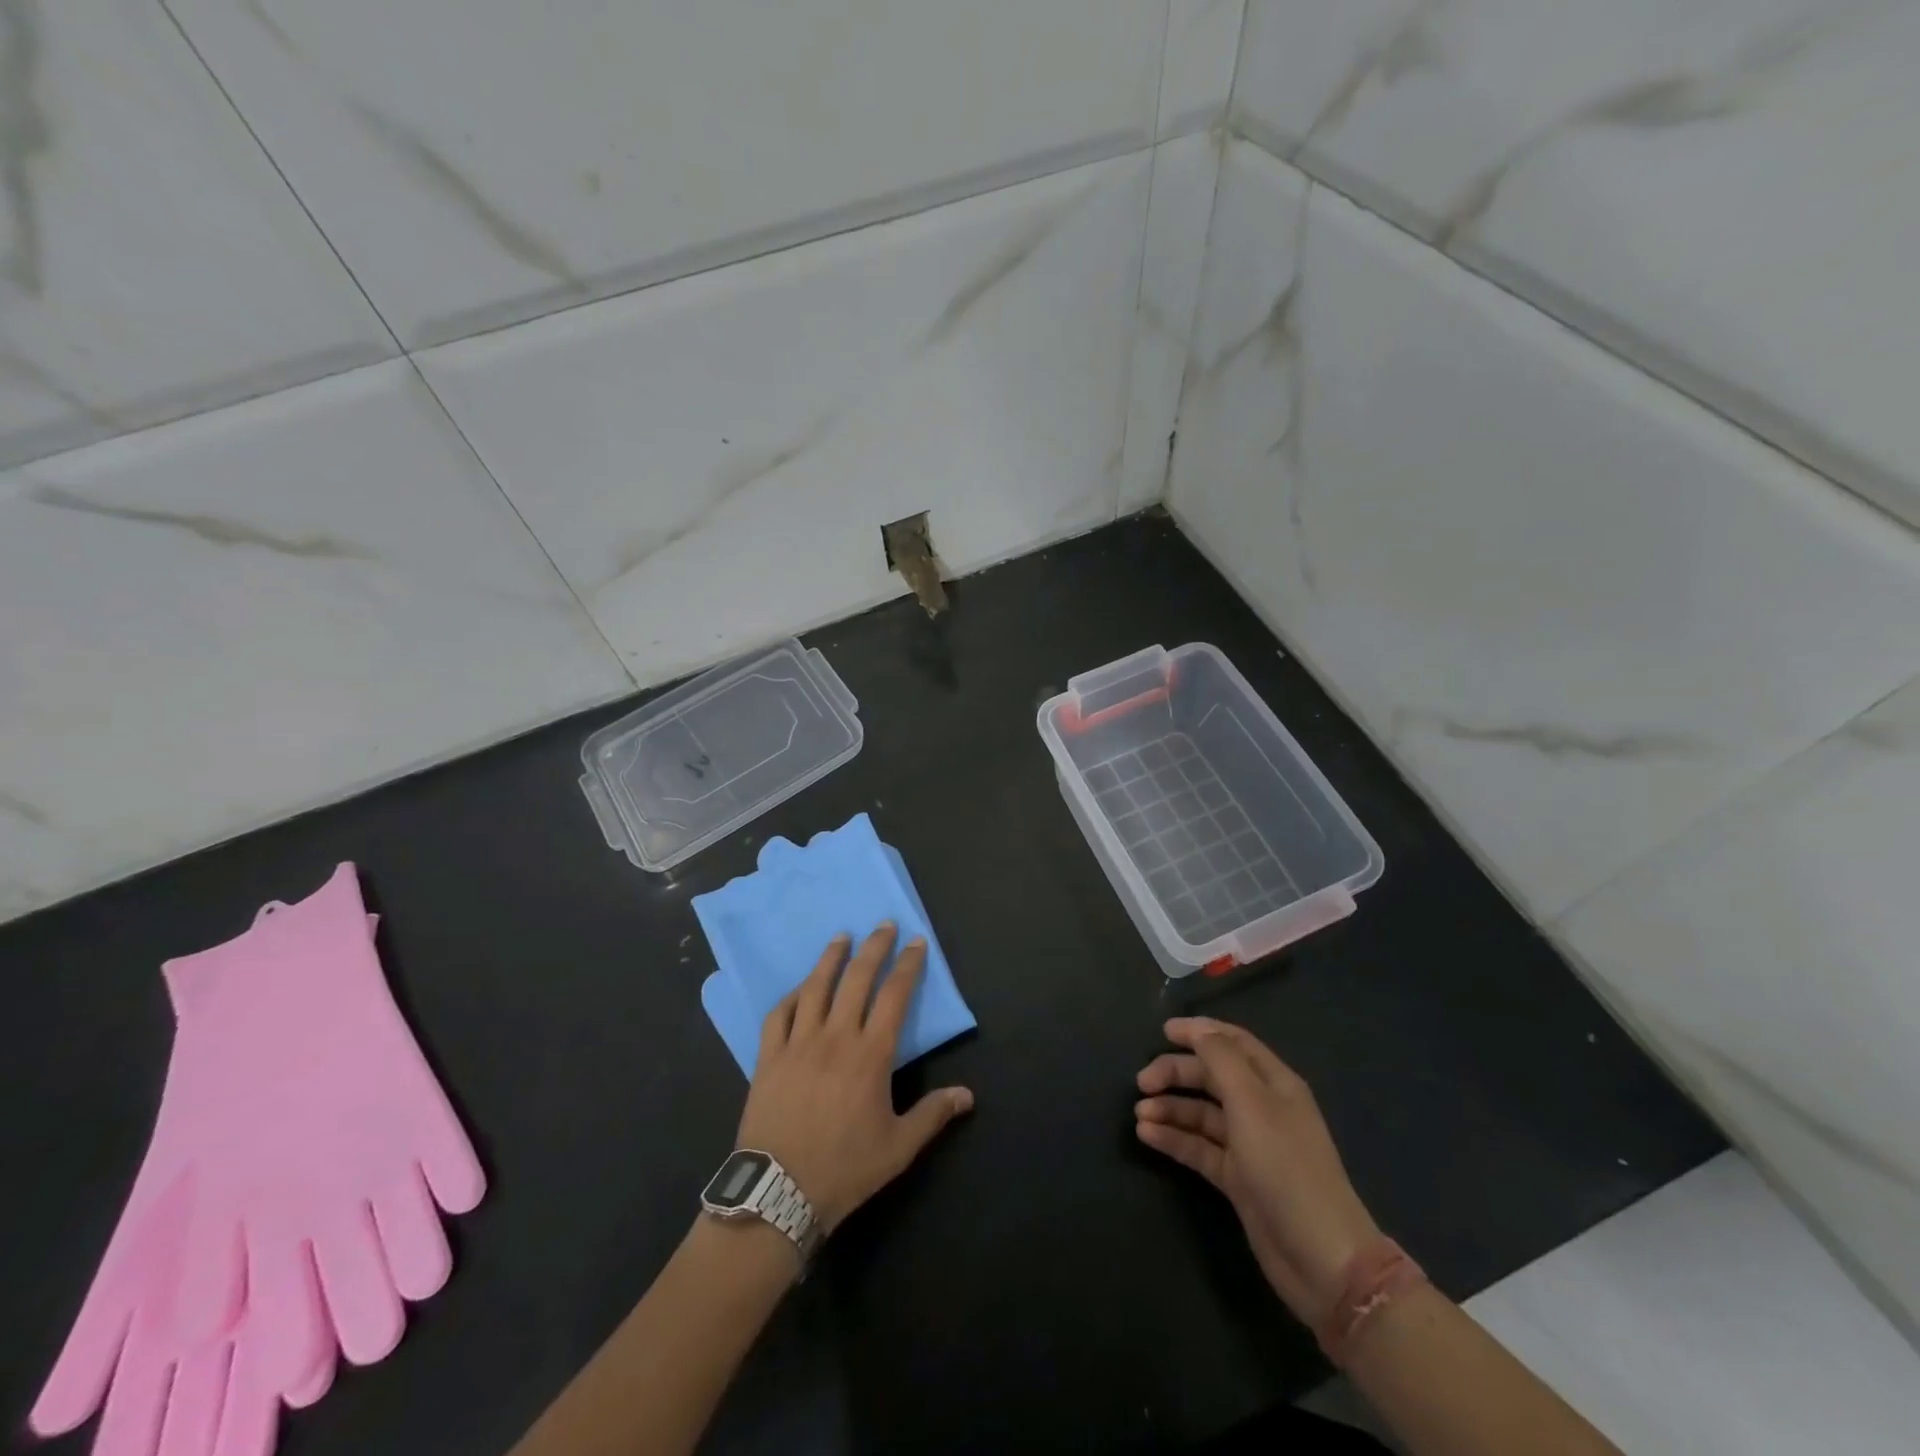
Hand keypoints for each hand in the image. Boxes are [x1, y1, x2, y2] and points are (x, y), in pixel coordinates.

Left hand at [737, 925, 973, 1234]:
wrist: (778, 1193)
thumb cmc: (845, 1169)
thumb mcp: (898, 1147)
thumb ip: (933, 1115)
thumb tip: (968, 1095)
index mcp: (871, 1055)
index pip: (895, 996)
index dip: (908, 965)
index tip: (916, 942)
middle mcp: (836, 1037)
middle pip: (857, 979)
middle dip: (874, 947)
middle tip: (883, 924)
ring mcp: (798, 1043)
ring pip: (816, 987)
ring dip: (831, 958)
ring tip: (841, 937)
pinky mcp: (769, 1057)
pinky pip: (779, 1014)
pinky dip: (792, 996)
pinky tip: (800, 989)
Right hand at [1135, 1017, 1379, 1323]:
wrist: (1321, 1259)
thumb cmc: (1287, 1168)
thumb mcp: (1252, 1104)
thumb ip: (1221, 1060)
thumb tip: (1197, 1029)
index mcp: (1274, 1083)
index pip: (1233, 1042)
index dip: (1199, 1032)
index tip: (1163, 1031)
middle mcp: (1261, 1108)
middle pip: (1212, 1076)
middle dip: (1176, 1073)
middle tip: (1141, 1082)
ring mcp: (1249, 1145)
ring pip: (1201, 1113)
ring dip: (1170, 1108)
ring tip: (1139, 1114)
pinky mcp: (1237, 1179)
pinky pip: (1199, 1147)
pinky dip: (1174, 1138)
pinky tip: (1146, 1135)